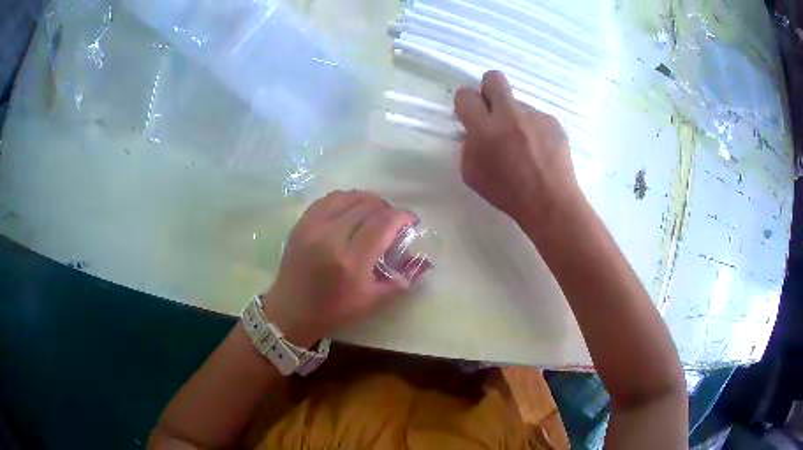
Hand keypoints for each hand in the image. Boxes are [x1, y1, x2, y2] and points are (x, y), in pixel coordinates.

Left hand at [260, 191, 418, 347]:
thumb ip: (400, 279)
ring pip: (348, 196)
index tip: (411, 222)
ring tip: (373, 214)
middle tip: (393, 222)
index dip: (403, 217)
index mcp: (351, 261)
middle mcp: (331, 237)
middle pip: (367, 205)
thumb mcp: (371, 301)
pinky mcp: (301, 223)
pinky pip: (329, 199)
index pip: (383, 223)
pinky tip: (351, 212)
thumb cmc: (333, 311)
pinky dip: (346, 200)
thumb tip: (424, 262)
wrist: (290, 310)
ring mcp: (313, 226)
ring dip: (367, 201)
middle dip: (387, 209)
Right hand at [454, 71, 582, 227]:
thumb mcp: (473, 174)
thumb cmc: (508, 194)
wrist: (551, 203)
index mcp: (484, 130)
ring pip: (518, 105)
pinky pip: (537, 119)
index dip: (466, 101)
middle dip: (489, 88)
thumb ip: (469, 146)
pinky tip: (541, 152)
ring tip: (526, 148)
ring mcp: (534, 116)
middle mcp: (509, 115)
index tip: (471, 112)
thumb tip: (475, 131)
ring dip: (516, 119)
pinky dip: (536, 131)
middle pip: (494, 78)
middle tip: (493, 108)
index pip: (465, 95)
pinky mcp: (553, 122)